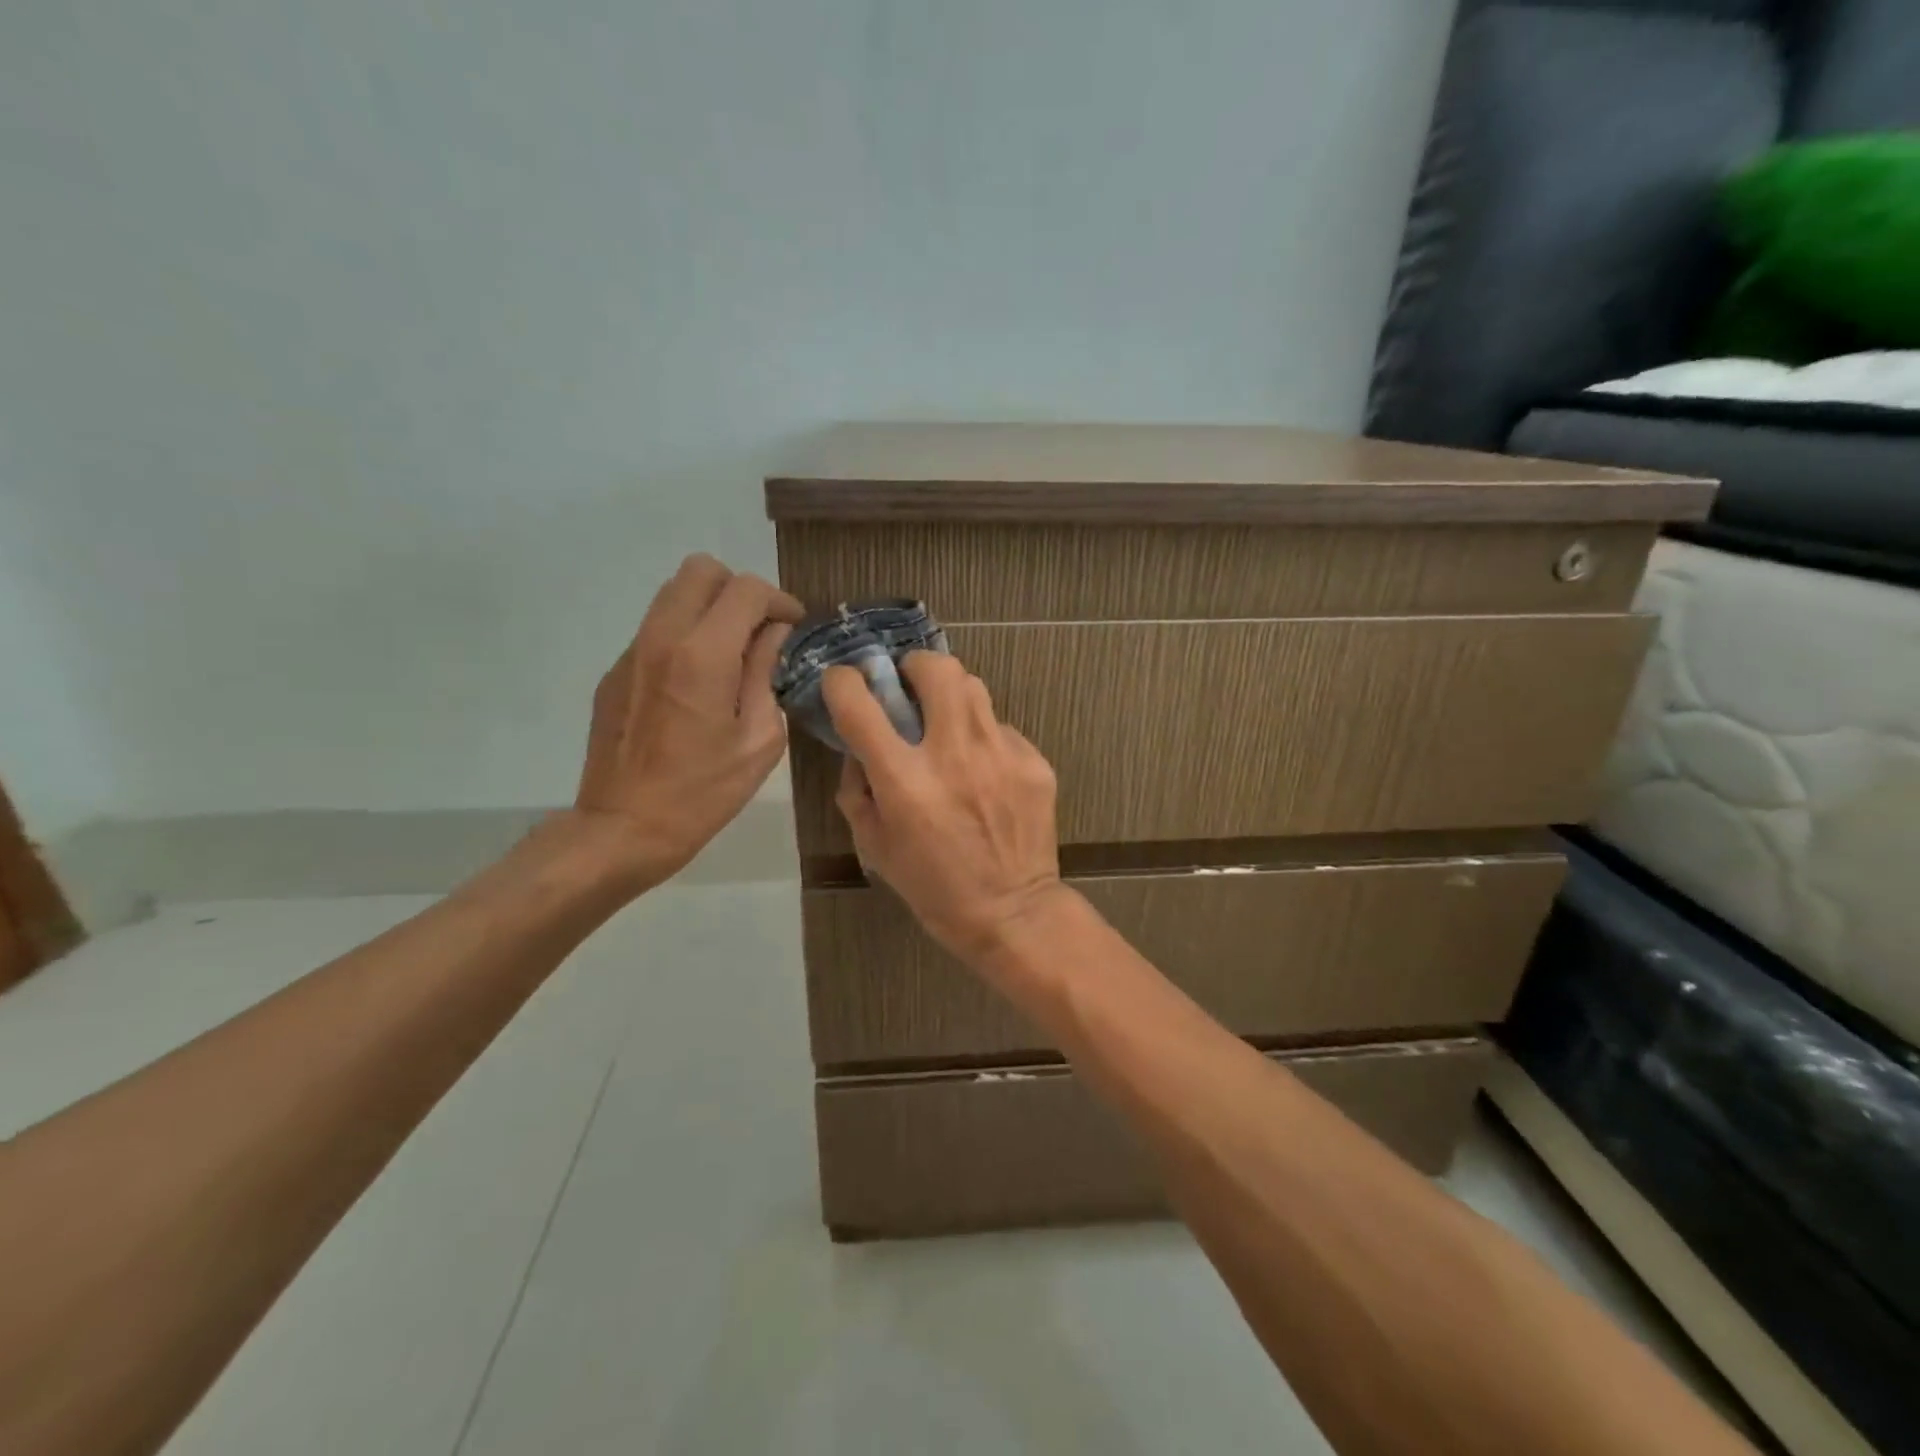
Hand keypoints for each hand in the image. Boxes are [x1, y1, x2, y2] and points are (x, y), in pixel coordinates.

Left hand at [572, 553, 803, 890]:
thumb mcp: (759, 740)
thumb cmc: (703, 792)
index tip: (793, 626)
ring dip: (709, 609)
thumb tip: (773, 635)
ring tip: (731, 653)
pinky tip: (697, 684)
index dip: (778, 600)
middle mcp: (661, 638)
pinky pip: (656, 630)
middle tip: (759, 630)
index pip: (745, 590)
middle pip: (700, 570)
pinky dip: (685, 637)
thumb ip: (766, 674)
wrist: (624, 828)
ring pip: (673, 595)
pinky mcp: (614, 672)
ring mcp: (631, 652)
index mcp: (704, 655)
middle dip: (739, 590)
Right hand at [823, 652, 1064, 965]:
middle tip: (909, 688)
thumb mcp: (875, 846)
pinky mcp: (1033, 762)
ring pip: (973, 686)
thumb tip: (860, 750)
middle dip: (913, 666)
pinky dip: (982, 736)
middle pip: (935, 668)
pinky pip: (1000, 727)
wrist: (1012, 912)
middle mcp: (953, 755)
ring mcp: (1000, 754)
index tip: (844, 683)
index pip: (860, 703)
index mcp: (904, 781)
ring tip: (946, 723)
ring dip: (950, 694)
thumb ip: (857, 790)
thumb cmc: (933, 888)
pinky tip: (984, 768)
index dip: (843, 682)